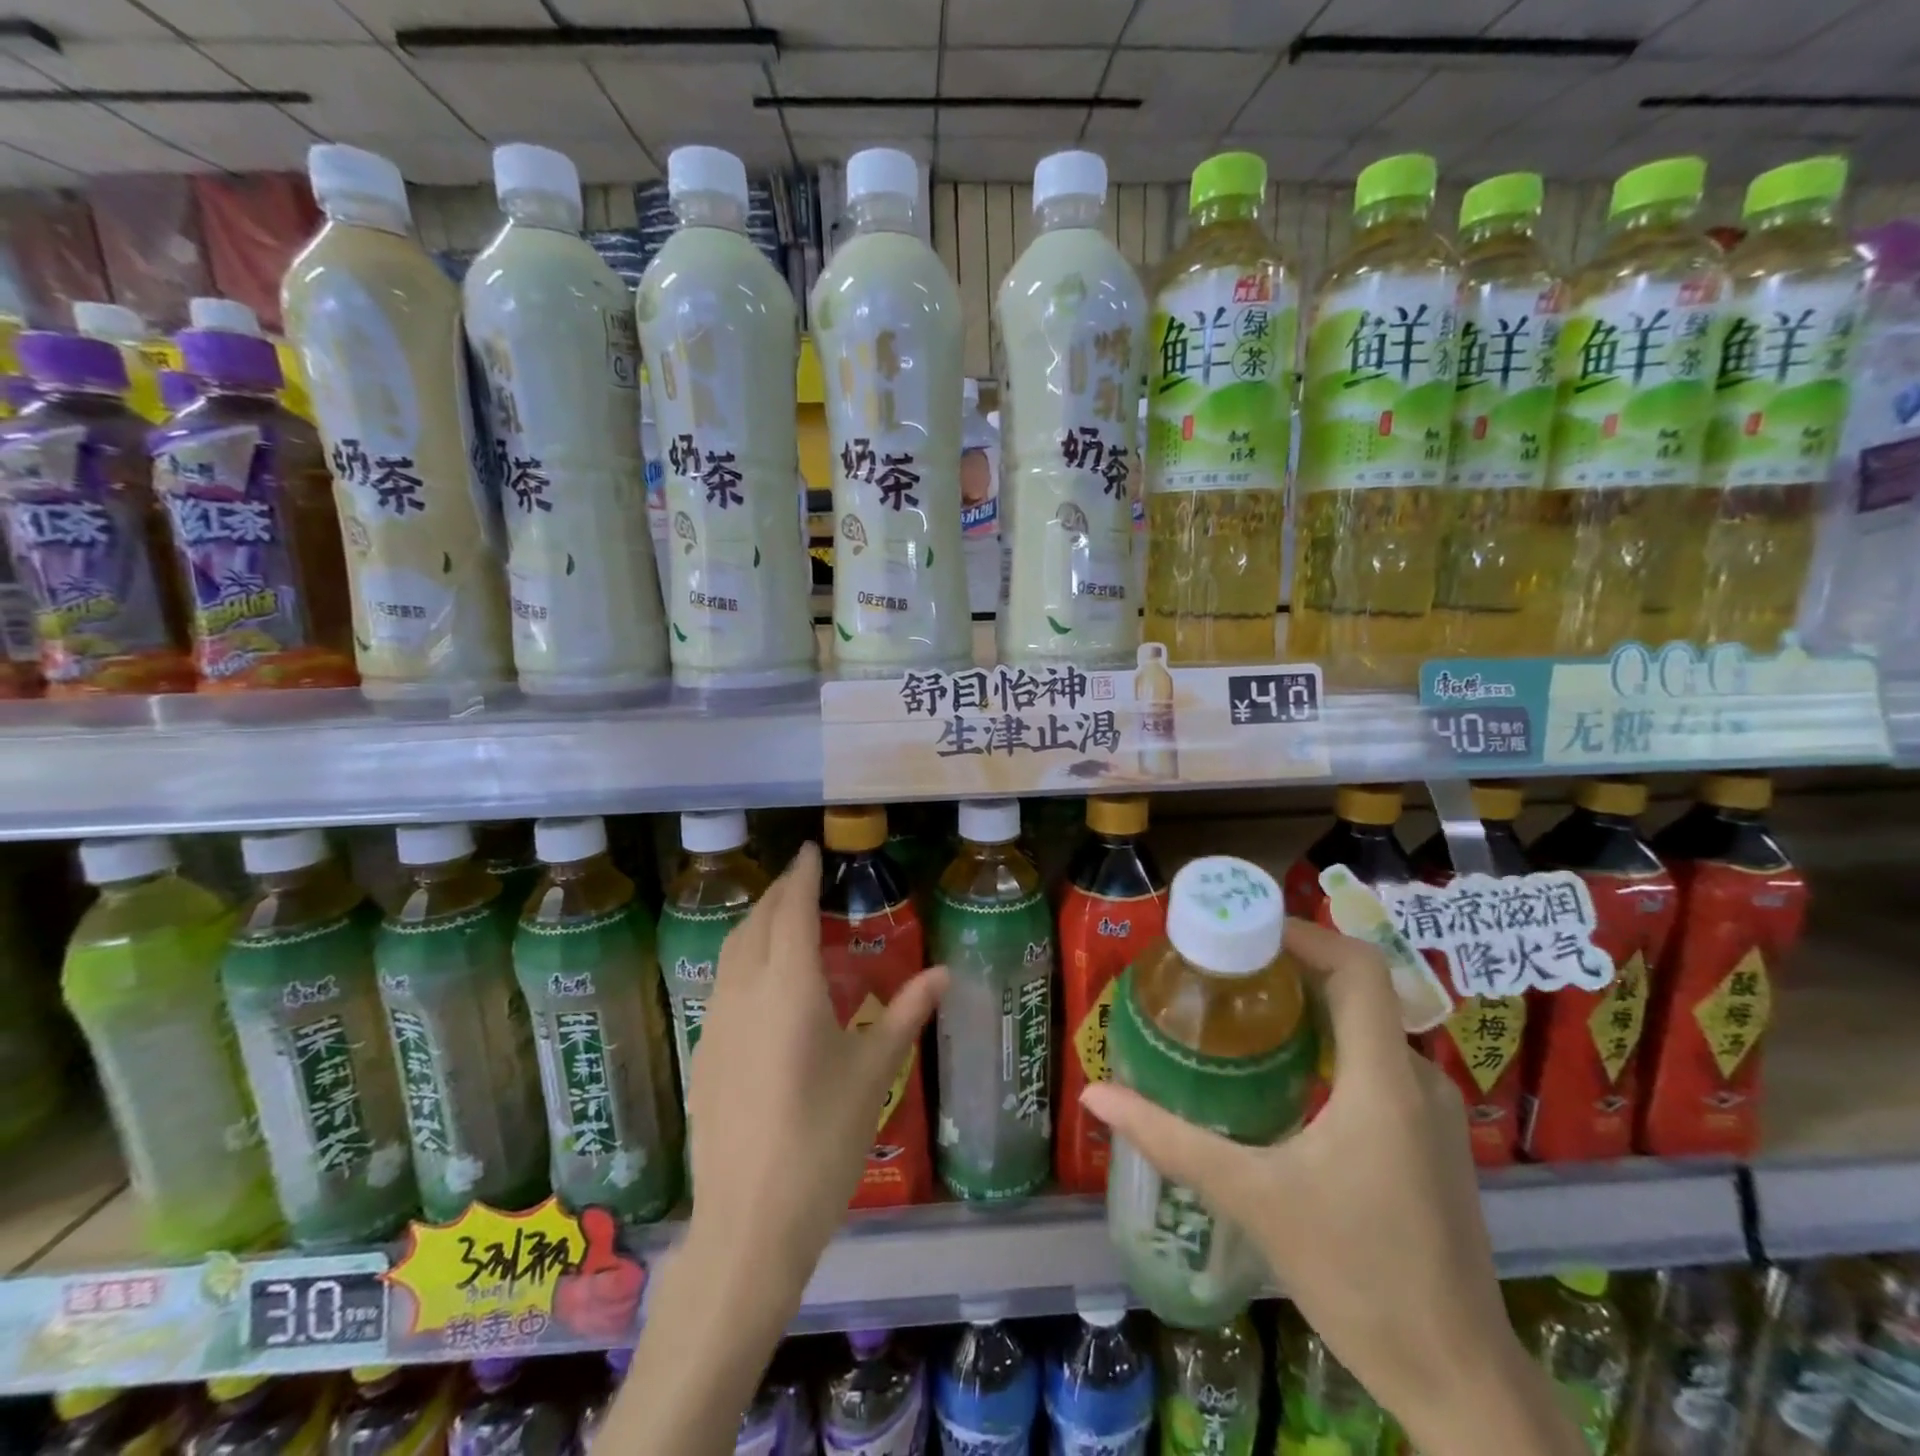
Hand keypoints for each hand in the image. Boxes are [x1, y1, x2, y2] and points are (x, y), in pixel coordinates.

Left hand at [686, 841, 947, 1280]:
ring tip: (784, 920)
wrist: (749, 1225)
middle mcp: (746, 994)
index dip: (800, 876)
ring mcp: (717, 1024)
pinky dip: (744, 959)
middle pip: (756, 924)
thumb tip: (945, 971)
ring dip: (756, 924)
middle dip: (778, 894)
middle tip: (801, 879)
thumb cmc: (823, 1142)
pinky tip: (764, 983)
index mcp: (789, 990)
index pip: (792, 912)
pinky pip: (723, 984)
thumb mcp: (873, 1074)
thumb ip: (907, 1014)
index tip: (809, 849)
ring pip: (732, 952)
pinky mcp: (704, 1054)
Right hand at [1082, 919, 1571, 1455]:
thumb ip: (1171, 1140)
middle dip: (1293, 965)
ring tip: (1246, 1009)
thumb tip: (1096, 1094)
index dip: (1304, 934)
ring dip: (1312, 1004)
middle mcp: (1418, 1080)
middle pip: (1359, 989)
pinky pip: (1379, 1062)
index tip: (1245, 928)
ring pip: (1370, 1026)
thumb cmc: (1357, 1277)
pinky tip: (1288, 1072)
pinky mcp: (1433, 1141)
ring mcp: (1434, 1113)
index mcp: (1384, 1081)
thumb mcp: (1252, 1199)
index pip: (1357, 968)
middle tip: (1227, 964)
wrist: (1459, 1380)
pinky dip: (1333, 1043)